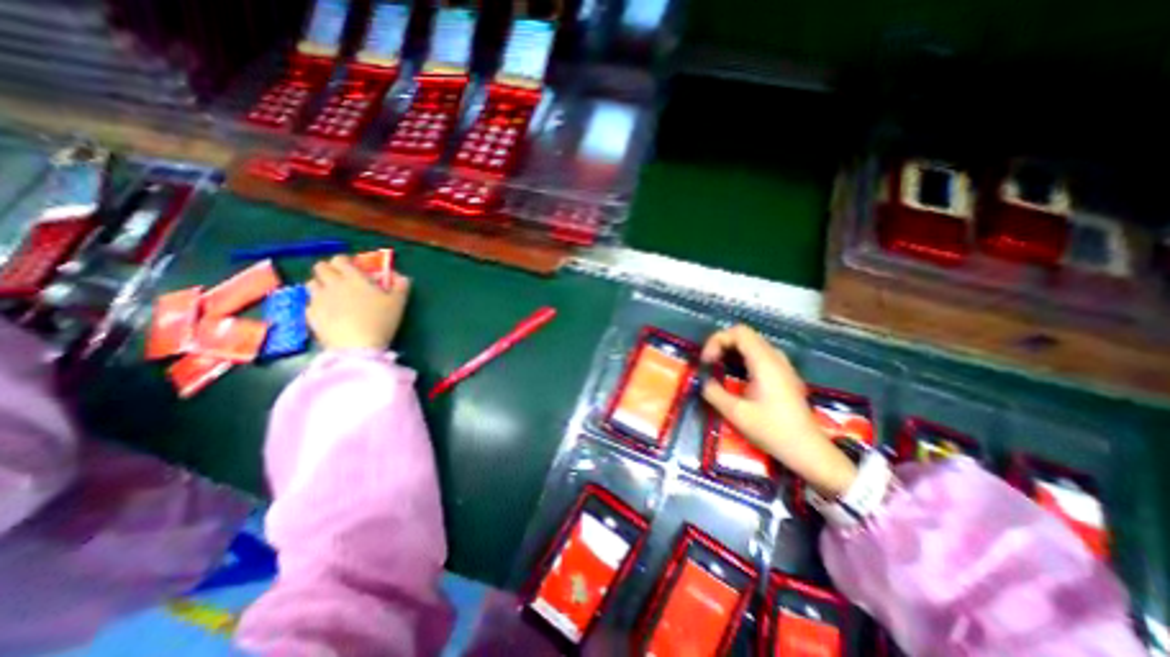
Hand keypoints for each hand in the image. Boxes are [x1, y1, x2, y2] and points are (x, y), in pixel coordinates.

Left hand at [305, 255, 409, 350]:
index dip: (345, 262)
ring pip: (311, 284)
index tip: (353, 268)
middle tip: (340, 280)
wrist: (357, 347)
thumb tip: (401, 276)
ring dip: (320, 286)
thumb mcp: (398, 302)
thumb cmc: (381, 320)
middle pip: (320, 267)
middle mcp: (332, 285)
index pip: (341, 260)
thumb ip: (400, 286)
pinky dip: (318, 305)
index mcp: (354, 278)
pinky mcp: (311, 316)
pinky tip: (329, 314)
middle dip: (329, 270)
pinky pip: (310, 304)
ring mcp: (318, 300)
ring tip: (332, 296)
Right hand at [697, 323, 856, 496]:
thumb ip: (714, 392)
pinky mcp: (784, 375)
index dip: (717, 340)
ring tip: (719, 369)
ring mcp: (782, 365)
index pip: (738, 332)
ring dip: (732, 351)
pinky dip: (743, 359)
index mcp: (764, 362)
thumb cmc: (772, 431)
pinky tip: (736, 377)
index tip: (707, 362)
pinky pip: (760, 355)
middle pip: (744, 335)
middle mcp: (775, 357)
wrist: (808, 450)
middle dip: (722, 344)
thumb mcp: (736, 413)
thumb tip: (704, 381)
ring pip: (752, 344)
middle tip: (709, 363)